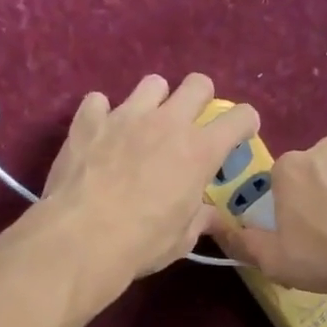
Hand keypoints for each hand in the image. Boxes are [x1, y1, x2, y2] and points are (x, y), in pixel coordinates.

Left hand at [39, 74, 258, 290]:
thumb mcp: (182, 239)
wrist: (81, 238)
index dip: (244, 123)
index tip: (239, 134)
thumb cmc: (142, 243)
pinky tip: (99, 133)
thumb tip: (212, 216)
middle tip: (190, 122)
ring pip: (152, 84)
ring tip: (144, 124)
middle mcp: (167, 123)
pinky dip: (101, 114)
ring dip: (154, 100)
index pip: (239, 118)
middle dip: (201, 98)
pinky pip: (98, 101)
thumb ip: (199, 219)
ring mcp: (126, 116)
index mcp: (200, 151)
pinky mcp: (88, 121)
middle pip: (198, 84)